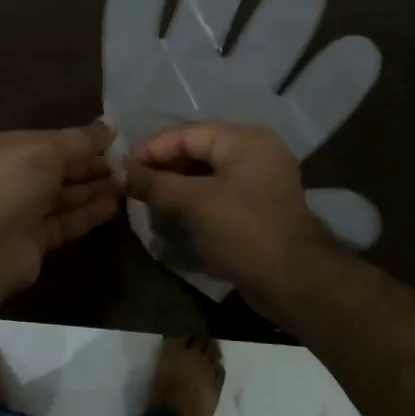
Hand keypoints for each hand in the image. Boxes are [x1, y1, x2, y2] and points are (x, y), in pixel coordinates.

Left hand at [0, 120, 120, 314]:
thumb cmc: (9, 185)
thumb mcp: (46, 150)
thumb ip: (80, 139)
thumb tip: (110, 124)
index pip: (42, 140)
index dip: (75, 140)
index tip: (110, 140)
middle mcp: (3, 179)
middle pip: (52, 169)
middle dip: (87, 166)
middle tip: (124, 163)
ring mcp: (15, 212)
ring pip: (59, 197)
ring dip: (91, 189)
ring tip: (126, 182)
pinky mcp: (30, 241)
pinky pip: (62, 222)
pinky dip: (85, 214)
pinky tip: (113, 206)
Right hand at [123, 121, 341, 306]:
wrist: (294, 281)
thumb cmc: (243, 231)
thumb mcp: (193, 203)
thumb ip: (155, 184)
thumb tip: (119, 172)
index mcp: (245, 139)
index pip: (188, 133)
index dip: (152, 149)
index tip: (123, 167)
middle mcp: (256, 151)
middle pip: (198, 149)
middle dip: (164, 166)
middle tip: (133, 183)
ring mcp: (261, 180)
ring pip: (208, 172)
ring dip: (177, 184)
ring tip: (149, 200)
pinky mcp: (260, 206)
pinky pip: (219, 192)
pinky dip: (195, 199)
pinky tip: (173, 213)